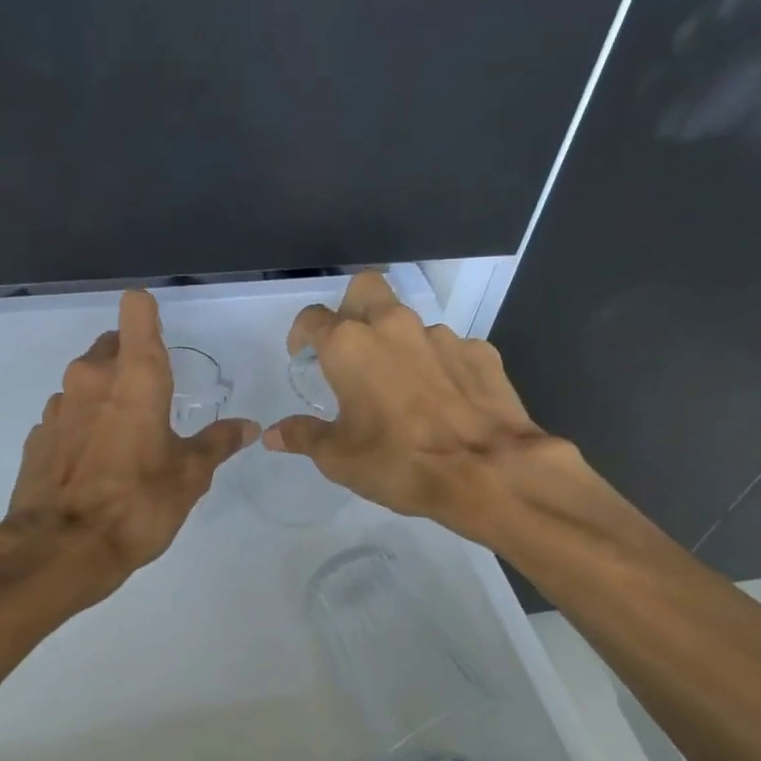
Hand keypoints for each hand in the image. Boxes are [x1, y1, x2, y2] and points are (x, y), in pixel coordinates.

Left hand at [4, 290, 259, 597]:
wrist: (60, 550)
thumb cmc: (137, 504)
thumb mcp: (189, 477)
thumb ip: (217, 443)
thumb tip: (248, 426)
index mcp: (135, 376)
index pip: (137, 310)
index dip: (150, 314)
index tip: (162, 338)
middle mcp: (91, 377)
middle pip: (112, 344)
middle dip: (132, 361)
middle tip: (154, 402)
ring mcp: (58, 405)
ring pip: (87, 381)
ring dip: (106, 396)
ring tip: (125, 440)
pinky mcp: (38, 435)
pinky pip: (67, 415)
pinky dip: (82, 426)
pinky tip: (94, 464)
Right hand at [264, 273, 567, 544]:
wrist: (488, 471)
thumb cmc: (399, 462)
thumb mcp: (339, 458)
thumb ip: (303, 436)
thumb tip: (272, 434)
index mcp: (350, 346)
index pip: (313, 318)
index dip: (301, 333)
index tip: (302, 354)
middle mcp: (393, 327)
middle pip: (365, 290)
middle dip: (352, 308)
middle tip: (350, 347)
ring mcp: (442, 336)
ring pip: (410, 323)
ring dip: (398, 344)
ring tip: (402, 387)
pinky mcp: (481, 352)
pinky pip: (449, 348)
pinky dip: (438, 365)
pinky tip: (443, 399)